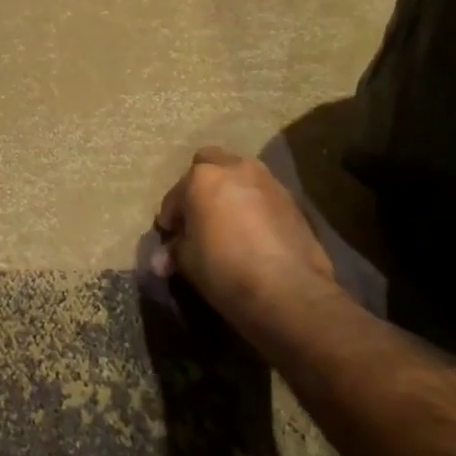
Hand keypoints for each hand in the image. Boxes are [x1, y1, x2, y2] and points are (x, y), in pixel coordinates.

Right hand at [152, 147, 336, 326]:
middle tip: (199, 215)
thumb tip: (163, 259)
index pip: (175, 196)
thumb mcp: (188, 262)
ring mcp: (268, 181)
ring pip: (240, 176)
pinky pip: (262, 195)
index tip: (171, 236)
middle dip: (200, 187)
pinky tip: (253, 232)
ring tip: (228, 222)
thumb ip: (175, 251)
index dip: (171, 217)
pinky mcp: (293, 200)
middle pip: (209, 165)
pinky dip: (253, 205)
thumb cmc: (225, 269)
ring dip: (230, 193)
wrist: (289, 290)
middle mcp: (235, 168)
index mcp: (202, 178)